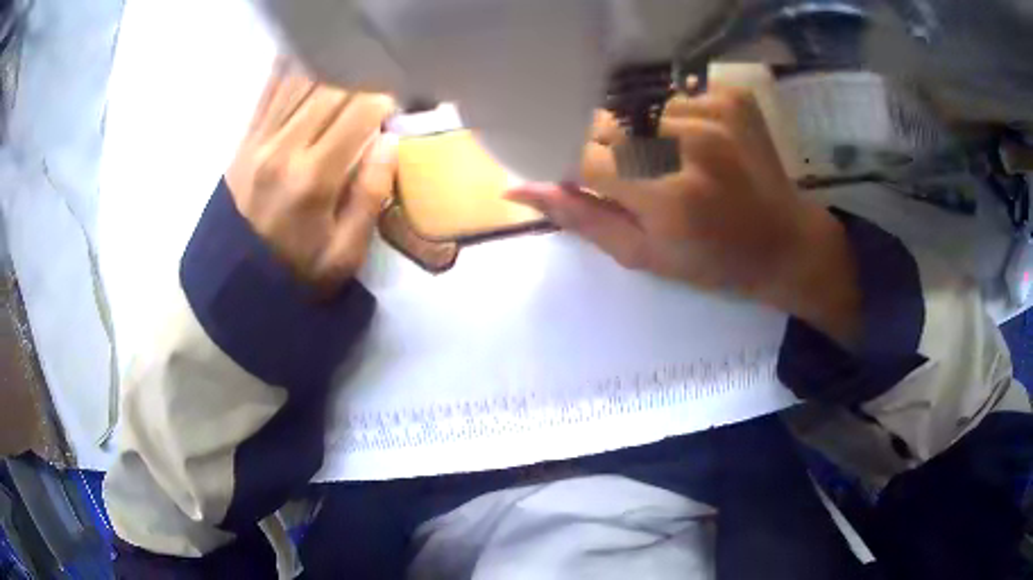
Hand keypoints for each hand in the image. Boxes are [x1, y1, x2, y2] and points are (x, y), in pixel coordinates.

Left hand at [226, 59, 396, 293]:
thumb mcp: (344, 254)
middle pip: (332, 86)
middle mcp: (283, 147)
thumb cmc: (296, 275)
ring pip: (301, 80)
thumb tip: (390, 141)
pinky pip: (269, 90)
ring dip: (333, 66)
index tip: (403, 97)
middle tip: (383, 78)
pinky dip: (292, 67)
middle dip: (366, 75)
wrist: (235, 287)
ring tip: (355, 64)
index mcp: (313, 177)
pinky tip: (310, 54)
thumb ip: (369, 195)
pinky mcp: (244, 140)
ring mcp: (259, 140)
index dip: (388, 95)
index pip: (360, 110)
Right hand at [507, 86, 860, 344]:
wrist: (784, 242)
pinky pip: (671, 96)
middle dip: (603, 150)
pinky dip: (667, 119)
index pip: (582, 158)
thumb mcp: (643, 255)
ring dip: (635, 133)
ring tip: (666, 162)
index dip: (569, 165)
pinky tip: (693, 146)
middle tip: (631, 178)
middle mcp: (689, 144)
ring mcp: (715, 113)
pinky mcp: (731, 97)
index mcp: (667, 196)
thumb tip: (518, 189)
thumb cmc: (712, 261)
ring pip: (635, 108)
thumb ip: (581, 218)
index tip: (574, 176)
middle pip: (607, 125)